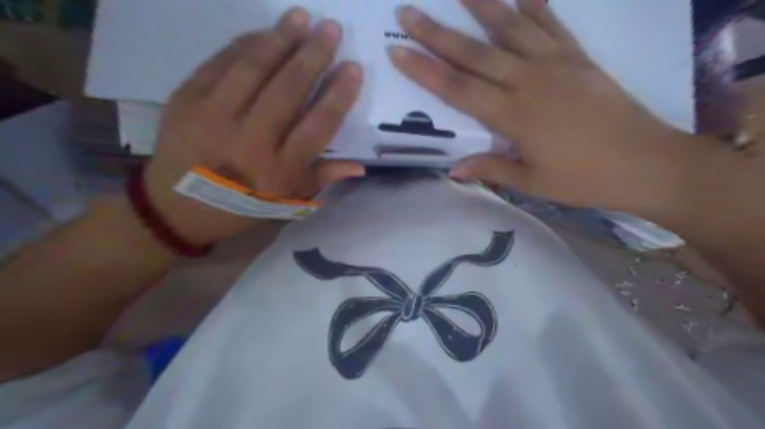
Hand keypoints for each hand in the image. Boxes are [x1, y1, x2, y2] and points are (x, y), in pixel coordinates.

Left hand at [146, 6, 367, 244]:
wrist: (179, 206)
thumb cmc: (245, 204)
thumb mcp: (289, 200)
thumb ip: (323, 178)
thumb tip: (361, 166)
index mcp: (279, 170)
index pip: (317, 125)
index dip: (338, 95)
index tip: (353, 68)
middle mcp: (250, 142)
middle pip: (287, 90)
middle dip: (313, 55)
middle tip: (331, 28)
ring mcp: (214, 117)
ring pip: (254, 68)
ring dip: (281, 38)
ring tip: (302, 16)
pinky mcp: (186, 99)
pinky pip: (221, 62)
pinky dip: (245, 43)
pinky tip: (266, 32)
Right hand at [389, 0, 703, 212]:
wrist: (647, 162)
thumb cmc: (585, 179)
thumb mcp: (532, 182)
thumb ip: (491, 168)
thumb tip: (453, 170)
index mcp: (512, 116)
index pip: (457, 89)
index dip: (424, 71)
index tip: (398, 52)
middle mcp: (528, 81)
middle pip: (473, 53)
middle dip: (435, 33)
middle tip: (406, 12)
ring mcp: (555, 63)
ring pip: (509, 27)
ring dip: (480, 4)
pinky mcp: (579, 56)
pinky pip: (551, 23)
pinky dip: (534, 3)